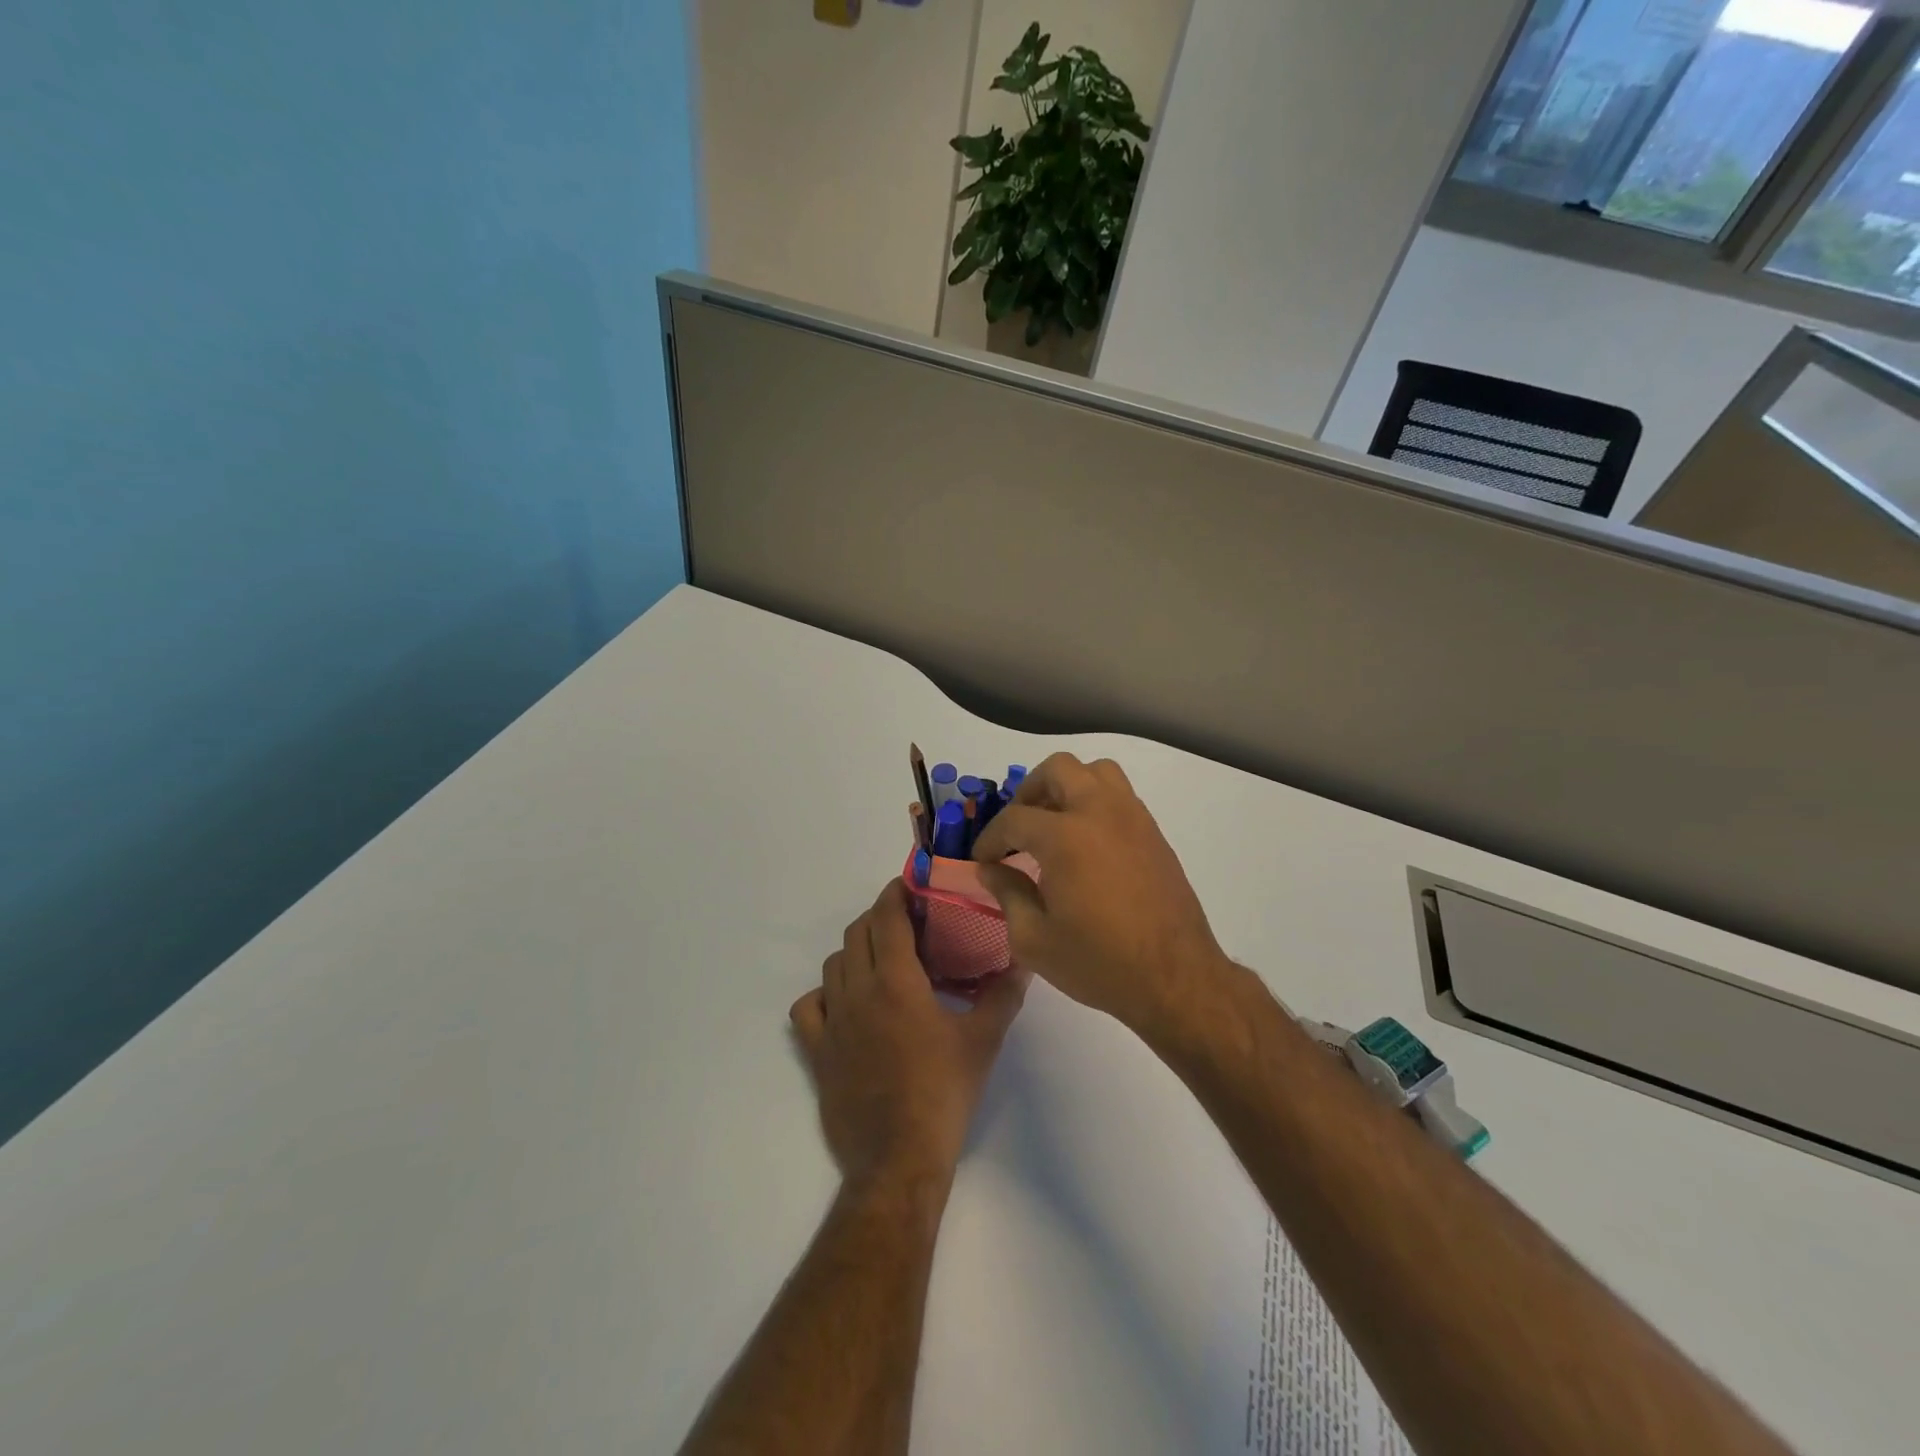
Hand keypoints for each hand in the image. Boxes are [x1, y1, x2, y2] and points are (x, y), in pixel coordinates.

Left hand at [790, 881, 1027, 1196]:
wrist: (898, 1159)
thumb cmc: (944, 1094)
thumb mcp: (983, 1041)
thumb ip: (1003, 995)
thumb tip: (1023, 961)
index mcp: (897, 981)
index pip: (887, 918)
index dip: (894, 894)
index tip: (908, 885)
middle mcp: (858, 991)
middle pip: (857, 934)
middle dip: (878, 919)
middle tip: (905, 924)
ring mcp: (832, 1022)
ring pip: (832, 965)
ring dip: (854, 952)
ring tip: (880, 962)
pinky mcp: (817, 1052)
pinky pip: (808, 1008)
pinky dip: (823, 995)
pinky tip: (844, 1004)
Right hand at [970, 753, 1230, 1035]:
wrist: (1175, 978)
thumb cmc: (1099, 962)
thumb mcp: (1034, 939)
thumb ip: (1007, 894)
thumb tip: (991, 869)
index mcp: (1065, 837)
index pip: (1014, 818)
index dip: (991, 837)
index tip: (983, 858)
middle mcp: (1099, 812)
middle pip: (1058, 769)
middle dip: (1029, 792)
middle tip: (1018, 827)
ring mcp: (1132, 818)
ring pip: (1096, 772)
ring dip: (1068, 786)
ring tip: (1055, 822)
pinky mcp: (1154, 832)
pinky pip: (1120, 795)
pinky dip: (1096, 802)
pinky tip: (1087, 842)